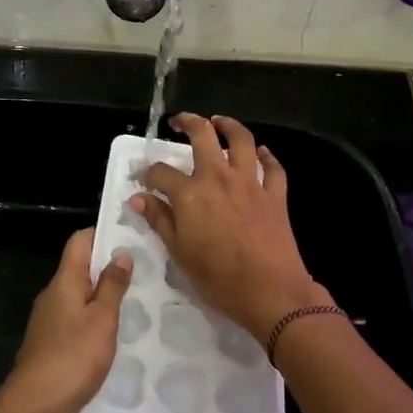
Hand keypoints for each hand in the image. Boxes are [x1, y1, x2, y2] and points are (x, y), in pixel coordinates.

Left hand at [0, 228, 133, 412]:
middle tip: (145, 272)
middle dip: (109, 268)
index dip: (103, 234)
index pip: (79, 242)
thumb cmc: (72, 356)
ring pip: (80, 298)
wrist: (35, 408)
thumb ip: (112, 286)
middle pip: (80, 269)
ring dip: (104, 298)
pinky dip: (96, 323)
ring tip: (138, 303)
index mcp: (64, 282)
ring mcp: (50, 323)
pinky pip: (76, 323)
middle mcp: (53, 296)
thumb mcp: (102, 319)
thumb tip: (120, 254)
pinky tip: (116, 337)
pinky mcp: (52, 346)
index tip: (132, 237)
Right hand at [133, 114, 324, 340]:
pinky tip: (261, 153)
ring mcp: (250, 183)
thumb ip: (159, 220)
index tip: (144, 179)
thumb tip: (138, 198)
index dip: (148, 173)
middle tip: (179, 121)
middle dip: (188, 122)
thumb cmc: (218, 278)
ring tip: (218, 122)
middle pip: (202, 135)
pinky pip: (273, 167)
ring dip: (228, 125)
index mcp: (190, 193)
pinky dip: (267, 156)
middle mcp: (218, 177)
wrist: (270, 291)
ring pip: (241, 140)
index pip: (161, 172)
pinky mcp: (275, 194)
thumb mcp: (179, 253)